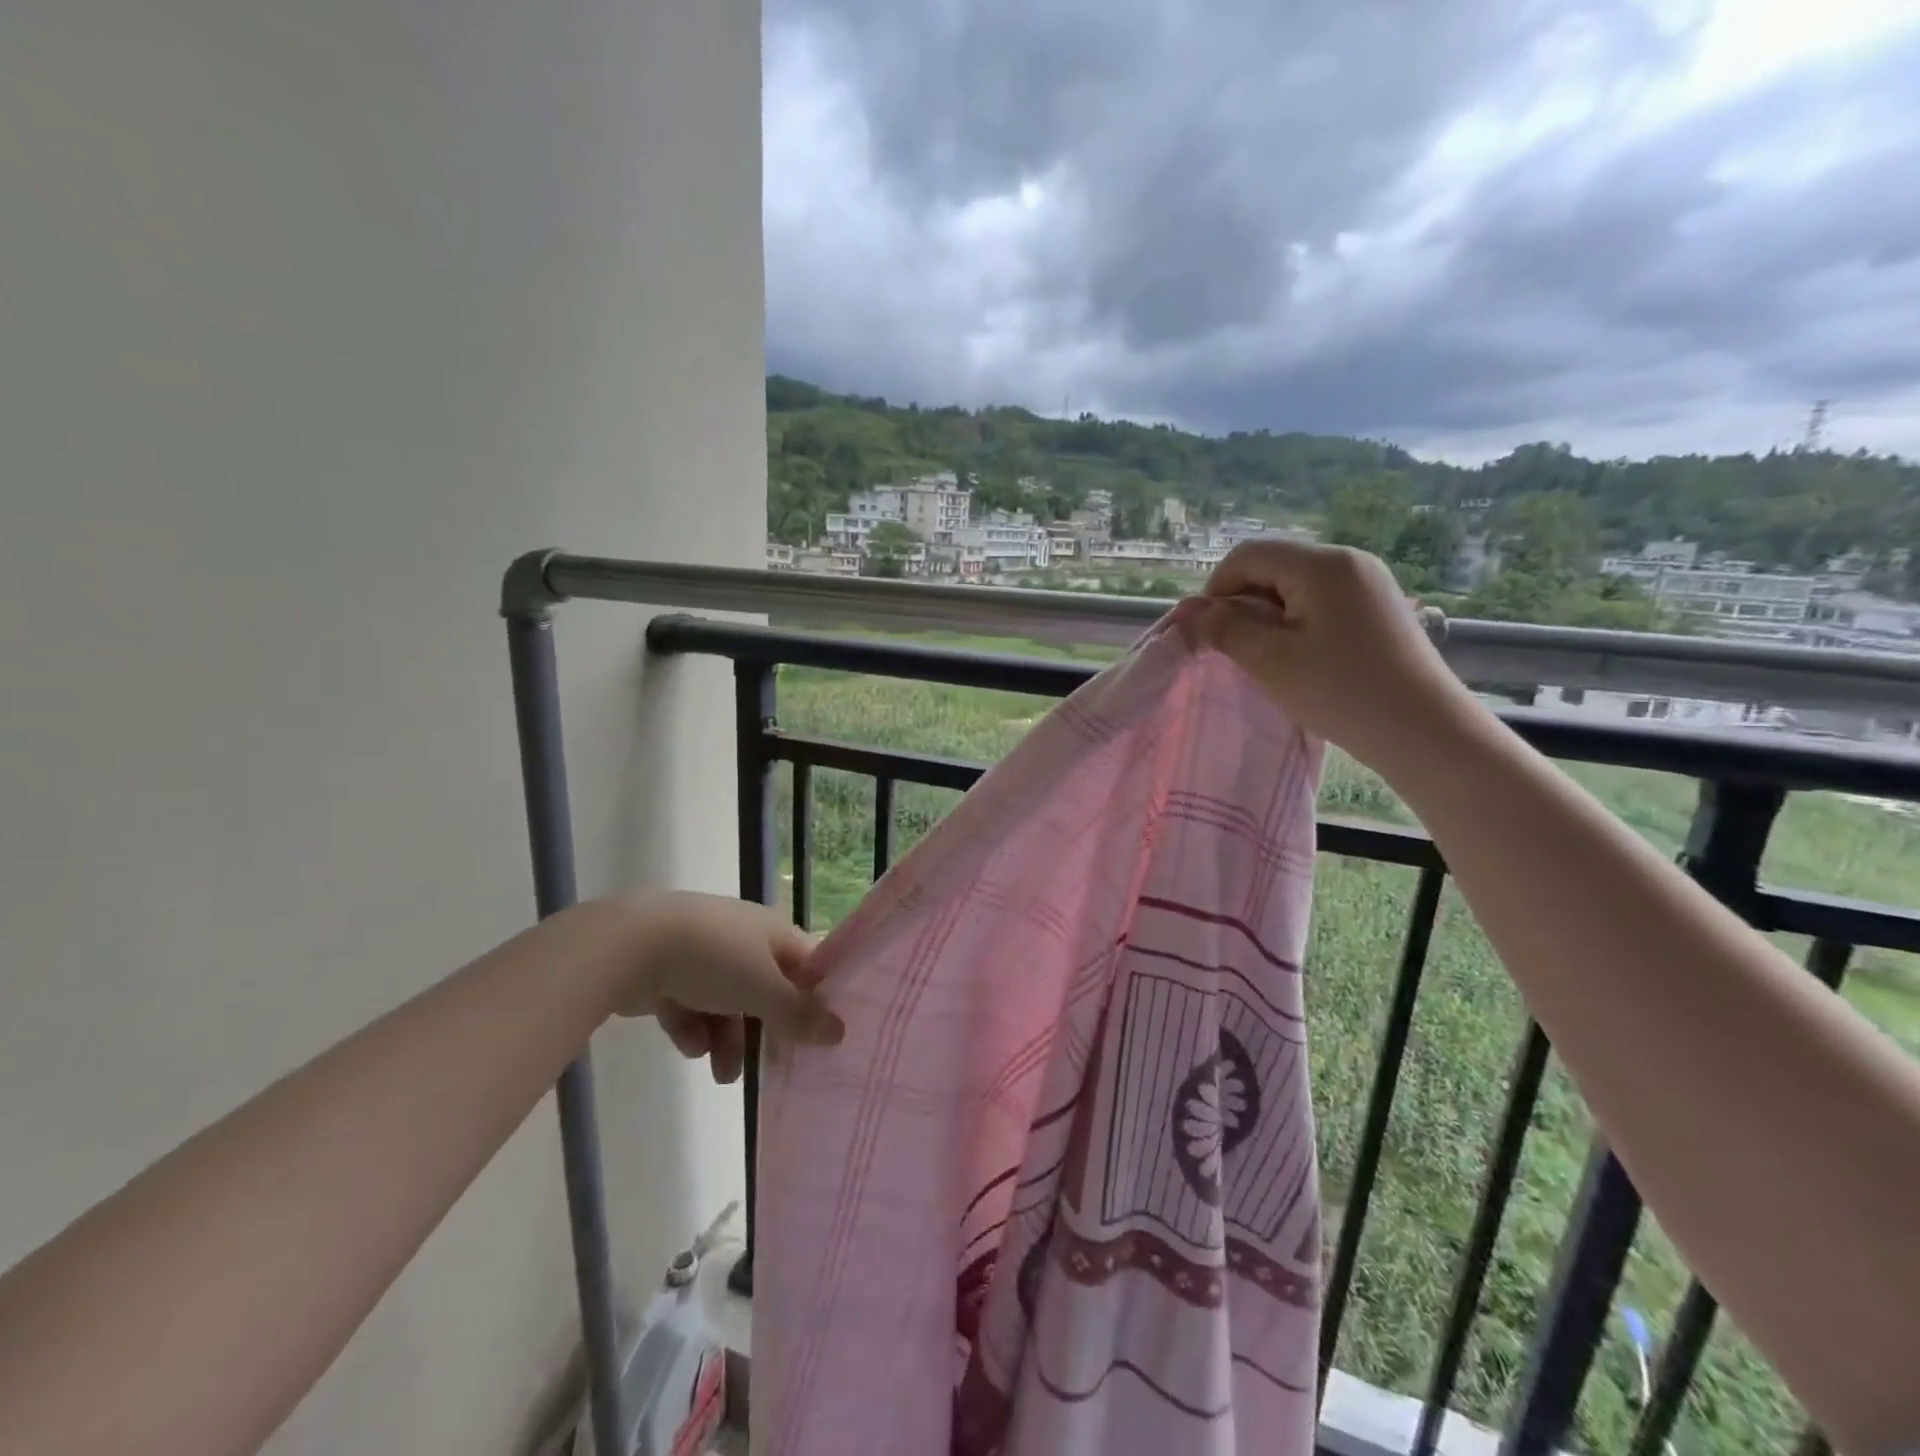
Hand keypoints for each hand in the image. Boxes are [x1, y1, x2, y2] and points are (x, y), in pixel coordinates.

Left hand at [617, 891, 843, 1082]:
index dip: (814, 997)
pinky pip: (690, 1006)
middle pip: (765, 989)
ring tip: (722, 1076)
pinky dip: (693, 1028)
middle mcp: (741, 938)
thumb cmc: (712, 959)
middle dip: (765, 1029)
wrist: (631, 946)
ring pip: (726, 1003)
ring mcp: (702, 954)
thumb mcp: (763, 989)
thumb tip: (840, 1032)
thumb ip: (798, 1014)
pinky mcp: (667, 973)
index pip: (805, 963)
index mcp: (771, 931)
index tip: (820, 1035)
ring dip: (728, 1040)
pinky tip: (691, 1046)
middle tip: (772, 1065)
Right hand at [1196, 540, 1484, 777]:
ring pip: (1297, 584)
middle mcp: (1348, 560)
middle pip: (1274, 565)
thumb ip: (1226, 629)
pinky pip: (1322, 599)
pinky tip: (1298, 655)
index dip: (1216, 588)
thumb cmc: (1341, 692)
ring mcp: (1369, 582)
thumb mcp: (1270, 661)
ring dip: (1268, 613)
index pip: (1249, 555)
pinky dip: (1296, 620)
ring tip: (1264, 655)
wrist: (1423, 730)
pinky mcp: (1379, 605)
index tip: (1207, 630)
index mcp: (1321, 565)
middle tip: (1233, 647)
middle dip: (1243, 601)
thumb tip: (1193, 611)